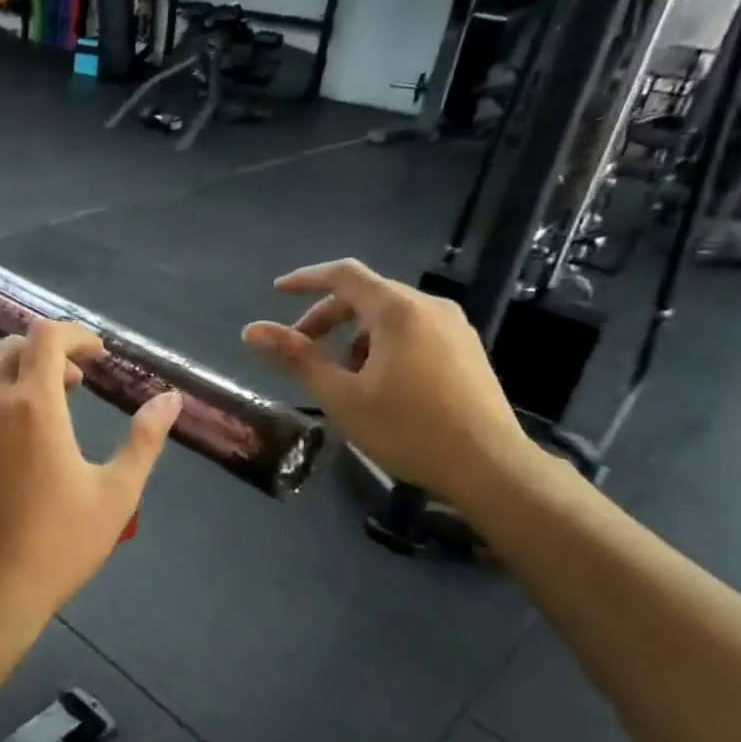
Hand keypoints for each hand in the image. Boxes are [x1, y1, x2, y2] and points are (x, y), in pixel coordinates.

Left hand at [0, 321, 181, 633]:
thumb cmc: (60, 544)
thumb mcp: (117, 493)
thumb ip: (144, 439)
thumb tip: (170, 398)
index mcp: (35, 405)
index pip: (47, 336)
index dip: (75, 335)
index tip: (95, 356)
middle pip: (12, 349)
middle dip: (47, 355)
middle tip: (72, 386)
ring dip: (5, 373)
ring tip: (25, 402)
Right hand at [242, 259, 535, 506]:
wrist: (488, 466)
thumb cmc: (407, 429)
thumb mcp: (341, 397)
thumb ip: (297, 358)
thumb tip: (252, 331)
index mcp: (397, 311)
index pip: (344, 275)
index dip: (306, 279)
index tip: (277, 292)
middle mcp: (429, 307)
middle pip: (366, 295)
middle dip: (327, 317)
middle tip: (300, 350)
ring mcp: (454, 327)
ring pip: (390, 315)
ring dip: (354, 335)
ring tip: (339, 376)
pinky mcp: (466, 349)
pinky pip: (413, 331)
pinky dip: (382, 344)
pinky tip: (376, 383)